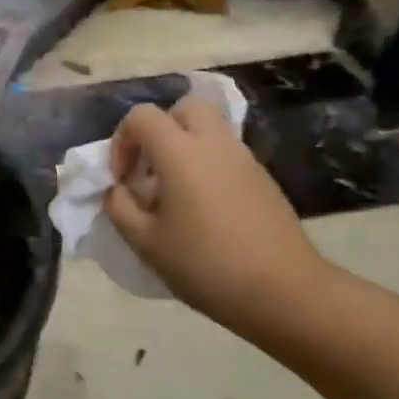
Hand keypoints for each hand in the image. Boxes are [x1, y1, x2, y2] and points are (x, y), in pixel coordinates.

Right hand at [103, 96, 330, 334]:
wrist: (281, 289)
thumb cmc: (204, 265)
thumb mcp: (146, 242)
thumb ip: (120, 207)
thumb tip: (117, 190)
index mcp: (181, 153)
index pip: (142, 117)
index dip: (122, 141)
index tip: (121, 180)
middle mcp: (215, 143)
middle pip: (184, 108)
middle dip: (159, 131)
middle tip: (149, 171)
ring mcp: (244, 158)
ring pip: (209, 130)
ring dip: (184, 148)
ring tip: (174, 195)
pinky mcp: (263, 178)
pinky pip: (226, 154)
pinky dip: (207, 166)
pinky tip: (203, 210)